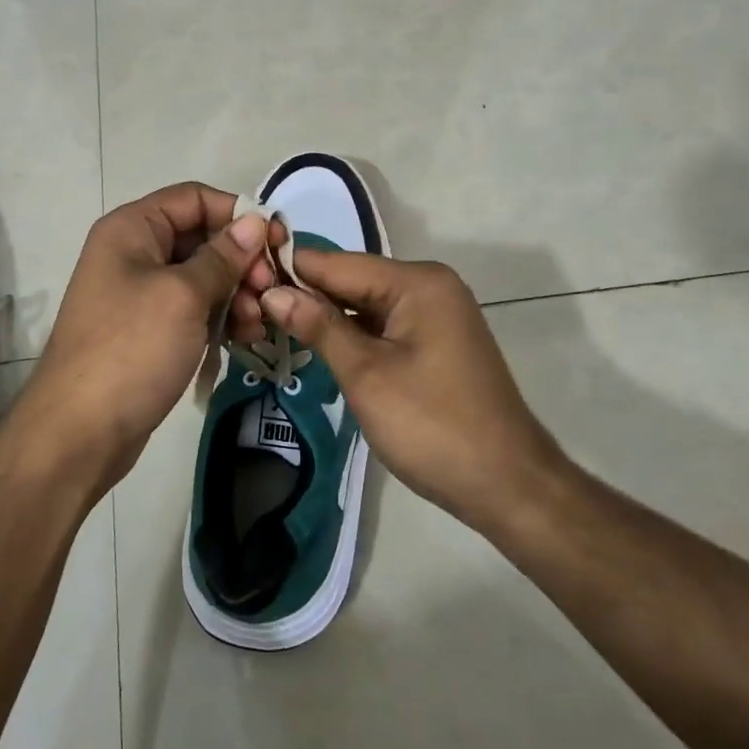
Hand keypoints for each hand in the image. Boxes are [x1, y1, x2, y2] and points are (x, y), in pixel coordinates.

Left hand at [13, 183, 272, 493]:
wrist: (79, 433)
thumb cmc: (131, 350)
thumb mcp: (183, 296)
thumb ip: (222, 256)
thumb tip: (254, 222)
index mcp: (133, 229)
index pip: (195, 198)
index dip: (238, 215)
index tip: (277, 244)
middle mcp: (135, 253)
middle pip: (202, 238)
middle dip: (242, 263)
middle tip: (270, 292)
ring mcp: (141, 294)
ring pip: (203, 278)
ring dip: (237, 295)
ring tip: (257, 324)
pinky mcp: (150, 331)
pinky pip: (194, 311)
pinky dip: (221, 319)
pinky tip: (245, 339)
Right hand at [259, 252, 564, 531]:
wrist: (506, 484)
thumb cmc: (432, 426)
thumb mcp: (367, 375)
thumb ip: (319, 327)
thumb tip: (274, 292)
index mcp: (417, 283)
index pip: (338, 263)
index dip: (290, 271)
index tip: (241, 279)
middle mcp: (429, 287)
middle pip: (352, 281)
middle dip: (305, 296)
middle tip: (249, 311)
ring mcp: (435, 316)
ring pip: (365, 306)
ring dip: (325, 318)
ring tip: (269, 327)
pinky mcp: (434, 344)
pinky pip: (383, 327)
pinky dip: (352, 337)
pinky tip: (316, 347)